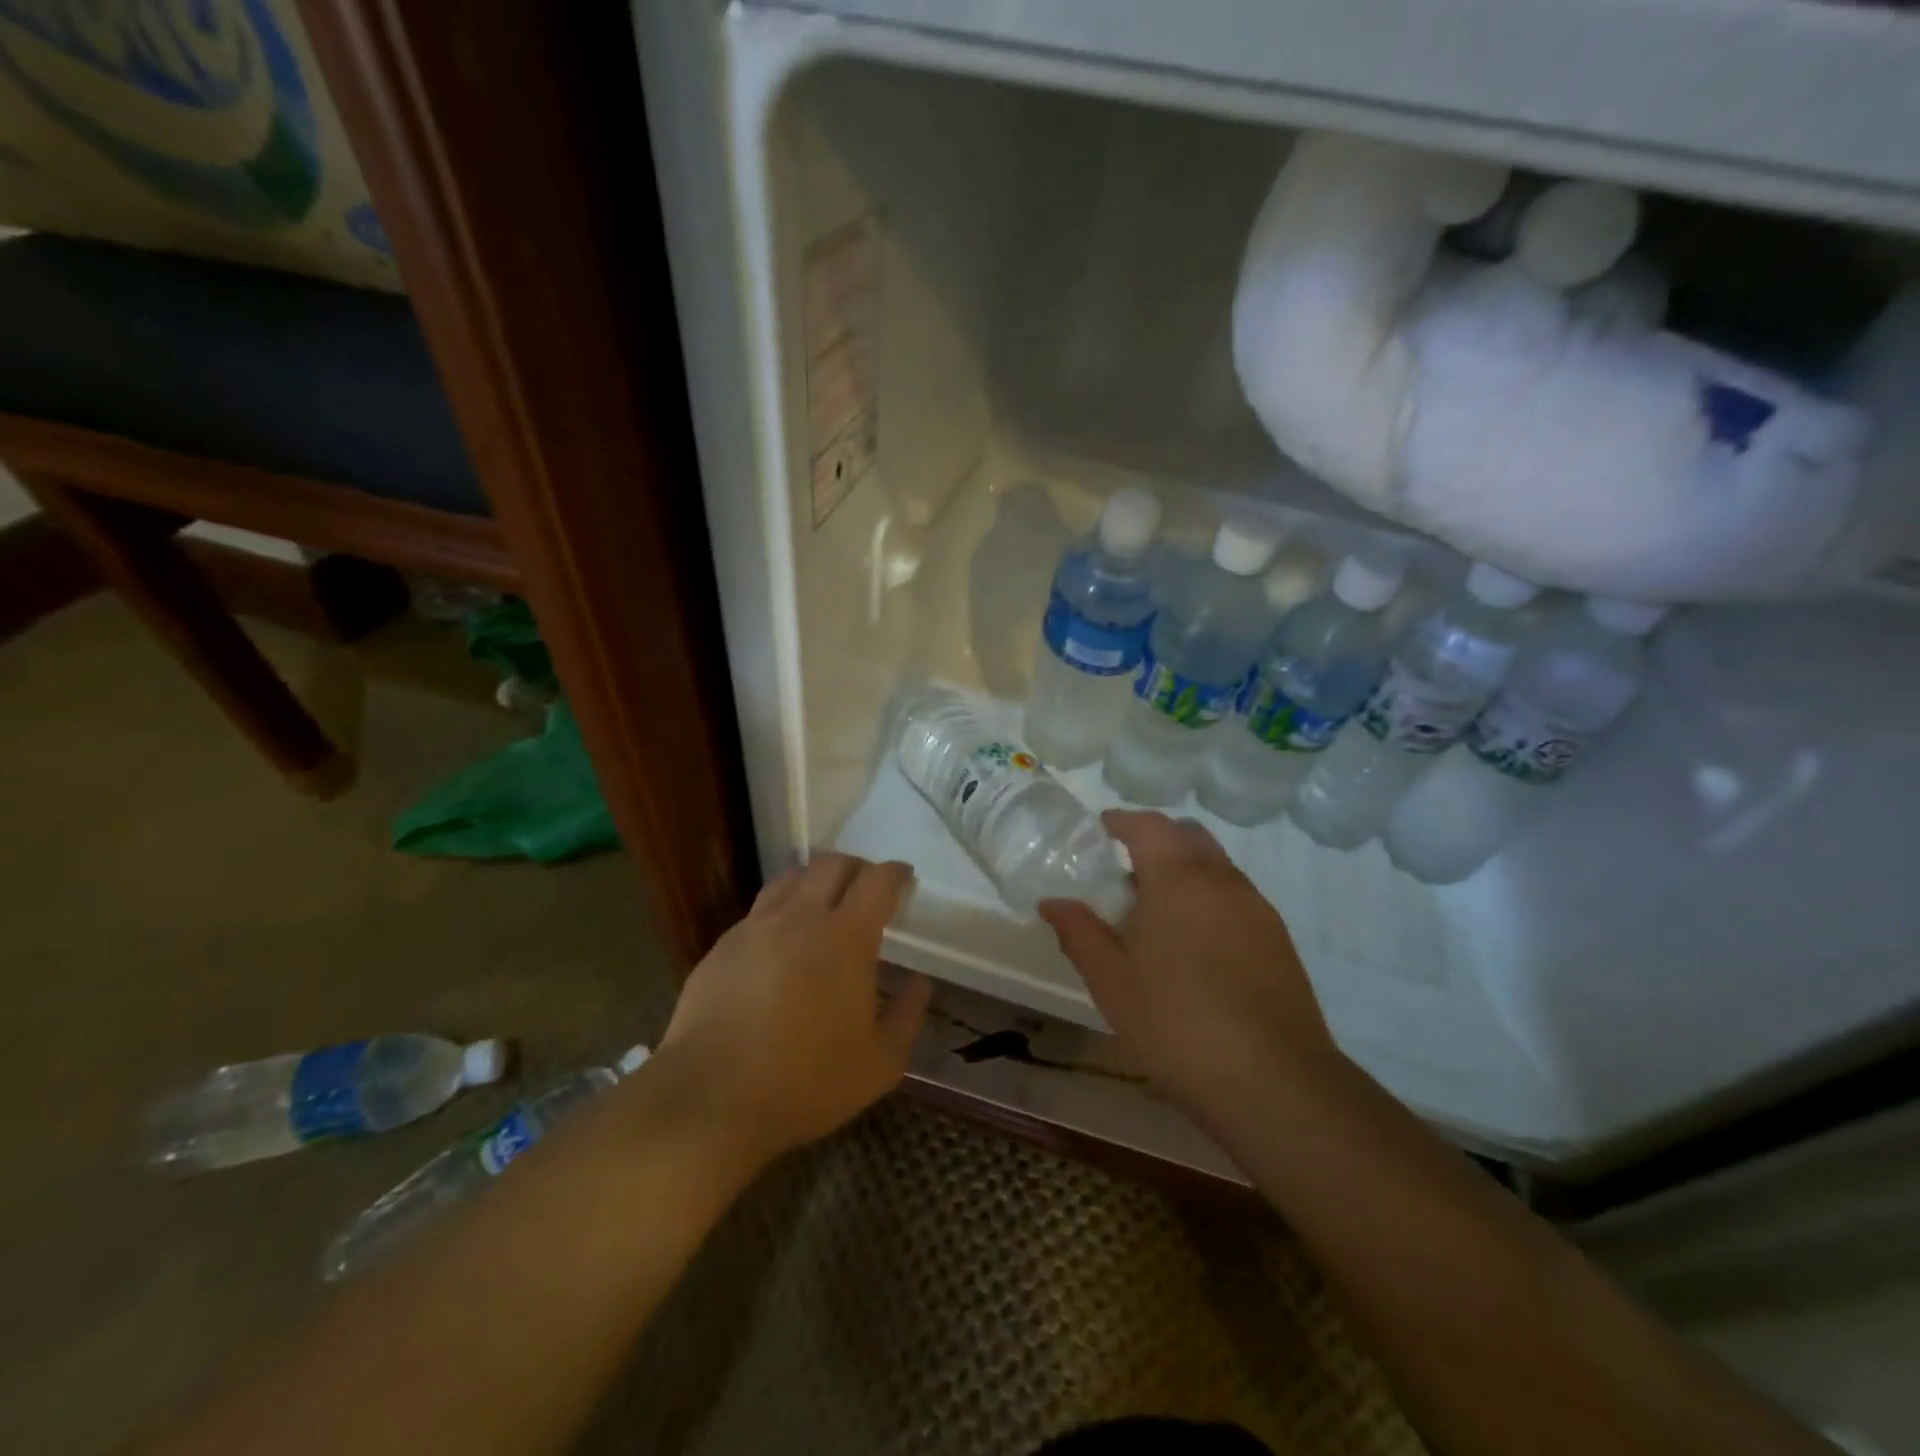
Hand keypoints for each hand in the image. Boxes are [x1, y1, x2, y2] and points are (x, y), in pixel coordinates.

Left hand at [658, 852, 930, 1166]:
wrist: (711, 1099)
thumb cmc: (807, 1082)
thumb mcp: (880, 1063)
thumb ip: (907, 1016)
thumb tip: (919, 982)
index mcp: (846, 937)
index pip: (877, 880)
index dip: (895, 872)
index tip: (904, 877)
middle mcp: (801, 918)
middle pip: (832, 864)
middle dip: (856, 867)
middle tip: (866, 887)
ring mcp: (756, 928)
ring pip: (790, 879)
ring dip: (814, 880)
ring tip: (822, 903)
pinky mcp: (722, 946)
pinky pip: (759, 911)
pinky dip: (780, 911)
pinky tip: (780, 943)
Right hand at [1040, 810, 1341, 1123]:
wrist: (1274, 1082)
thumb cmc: (1177, 1024)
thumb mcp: (1112, 982)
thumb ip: (1080, 934)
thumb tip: (1052, 903)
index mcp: (1178, 879)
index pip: (1150, 826)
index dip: (1123, 820)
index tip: (1102, 827)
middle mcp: (1222, 880)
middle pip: (1189, 835)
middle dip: (1157, 837)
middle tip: (1127, 863)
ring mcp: (1257, 908)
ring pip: (1217, 865)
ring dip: (1186, 868)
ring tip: (1157, 906)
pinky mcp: (1278, 939)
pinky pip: (1237, 896)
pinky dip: (1210, 896)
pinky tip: (1195, 940)